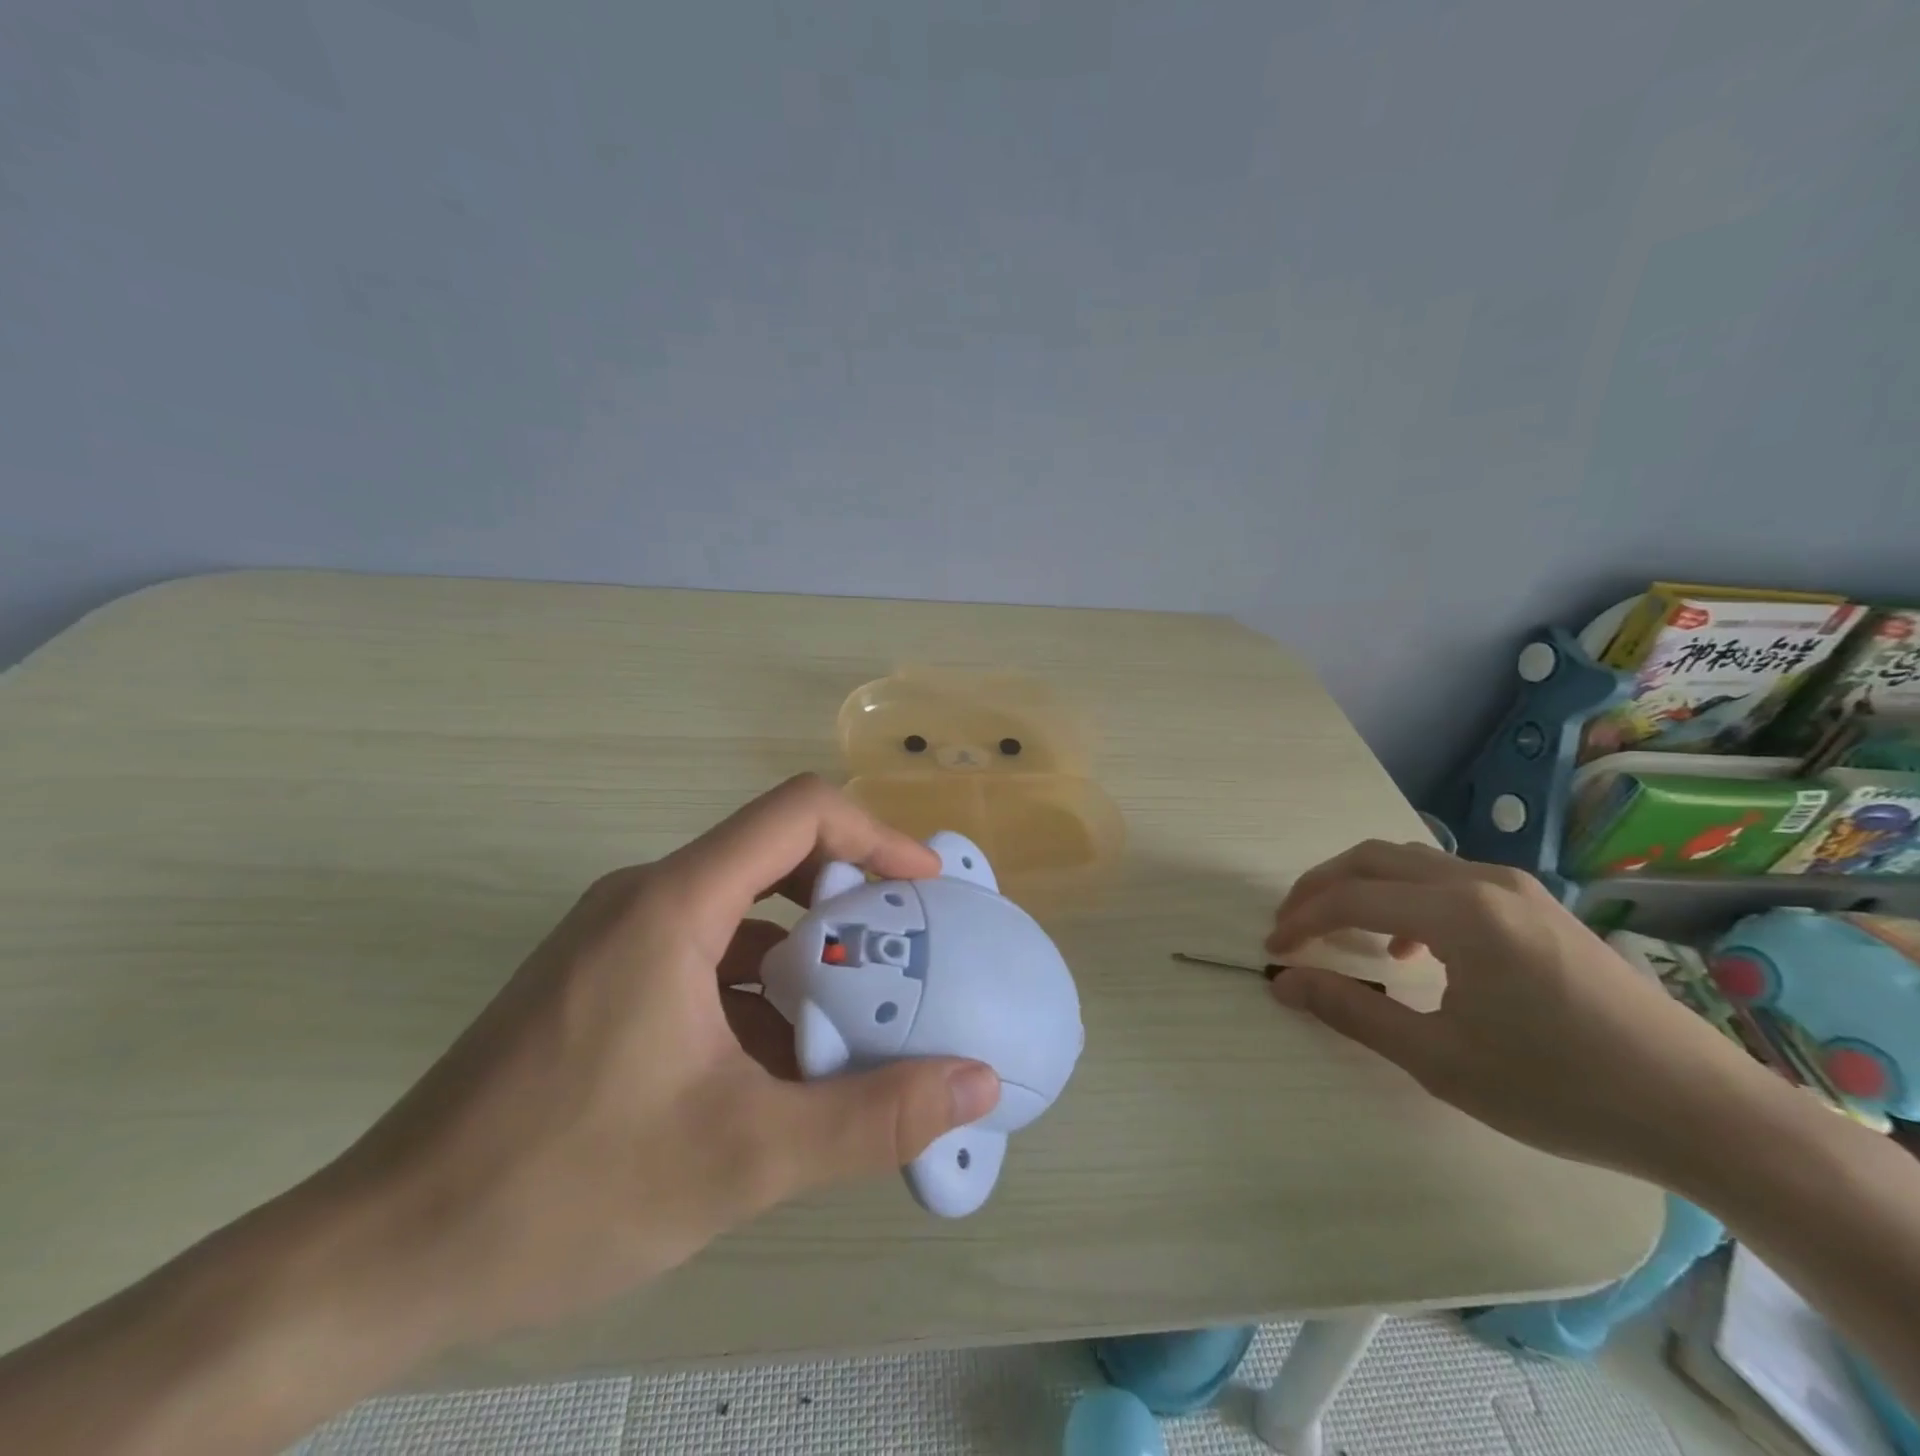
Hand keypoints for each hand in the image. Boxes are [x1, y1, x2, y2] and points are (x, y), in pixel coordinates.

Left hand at [324, 774, 1001, 1351]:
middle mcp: (646, 899)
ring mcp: (616, 940)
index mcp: (675, 904)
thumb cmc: (562, 1189)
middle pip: (774, 858)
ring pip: (741, 916)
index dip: (875, 835)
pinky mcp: (600, 982)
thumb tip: (978, 1081)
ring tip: (856, 1025)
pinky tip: (779, 1068)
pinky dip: (758, 992)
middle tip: (903, 964)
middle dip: (850, 905)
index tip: (925, 890)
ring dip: (805, 958)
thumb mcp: (742, 1158)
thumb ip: (871, 1119)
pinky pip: (704, 957)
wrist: (379, 1257)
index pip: (799, 813)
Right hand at [1265, 840, 1773, 1182]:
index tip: (1272, 950)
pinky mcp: (1538, 907)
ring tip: (1339, 931)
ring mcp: (1517, 889)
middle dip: (1321, 887)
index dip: (1302, 920)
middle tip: (1291, 925)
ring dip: (1363, 887)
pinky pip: (1448, 880)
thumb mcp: (1440, 1060)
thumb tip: (1284, 984)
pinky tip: (1412, 947)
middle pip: (1374, 859)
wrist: (1704, 1113)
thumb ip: (1352, 1012)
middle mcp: (1484, 882)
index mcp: (1461, 913)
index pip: (1352, 897)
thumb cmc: (1561, 1090)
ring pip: (1412, 863)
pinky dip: (1406, 898)